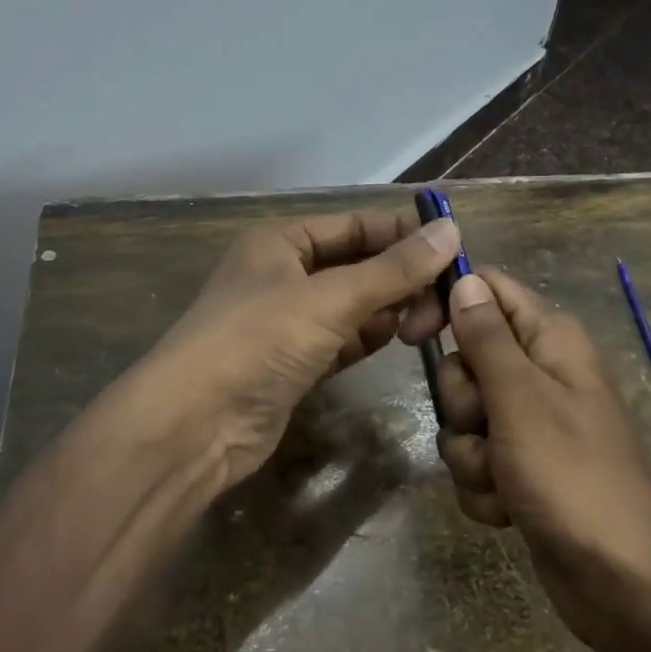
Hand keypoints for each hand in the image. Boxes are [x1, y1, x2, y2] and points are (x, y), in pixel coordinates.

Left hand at [142, 211, 461, 489]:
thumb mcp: (330, 298)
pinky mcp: (294, 364)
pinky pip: (344, 340)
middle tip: (448, 300)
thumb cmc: (258, 341)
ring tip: (430, 321)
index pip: (356, 225)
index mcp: (281, 242)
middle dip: (402, 277)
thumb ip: (393, 269)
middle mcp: (283, 275)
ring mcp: (288, 323)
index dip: (404, 234)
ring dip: (390, 309)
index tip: (455, 251)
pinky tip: (401, 339)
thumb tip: (451, 233)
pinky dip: (371, 337)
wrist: (195, 425)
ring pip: (353, 305)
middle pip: (358, 265)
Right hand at [404, 268, 650, 647]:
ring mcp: (531, 424)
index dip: (447, 303)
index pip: (487, 290)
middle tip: (489, 425)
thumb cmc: (570, 475)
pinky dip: (484, 485)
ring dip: (471, 453)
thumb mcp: (521, 397)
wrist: (619, 578)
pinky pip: (477, 459)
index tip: (409, 334)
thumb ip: (487, 336)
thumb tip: (465, 279)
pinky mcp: (522, 468)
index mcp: (551, 340)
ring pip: (465, 417)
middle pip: (467, 360)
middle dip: (463, 402)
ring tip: (503, 479)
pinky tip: (508, 509)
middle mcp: (541, 373)